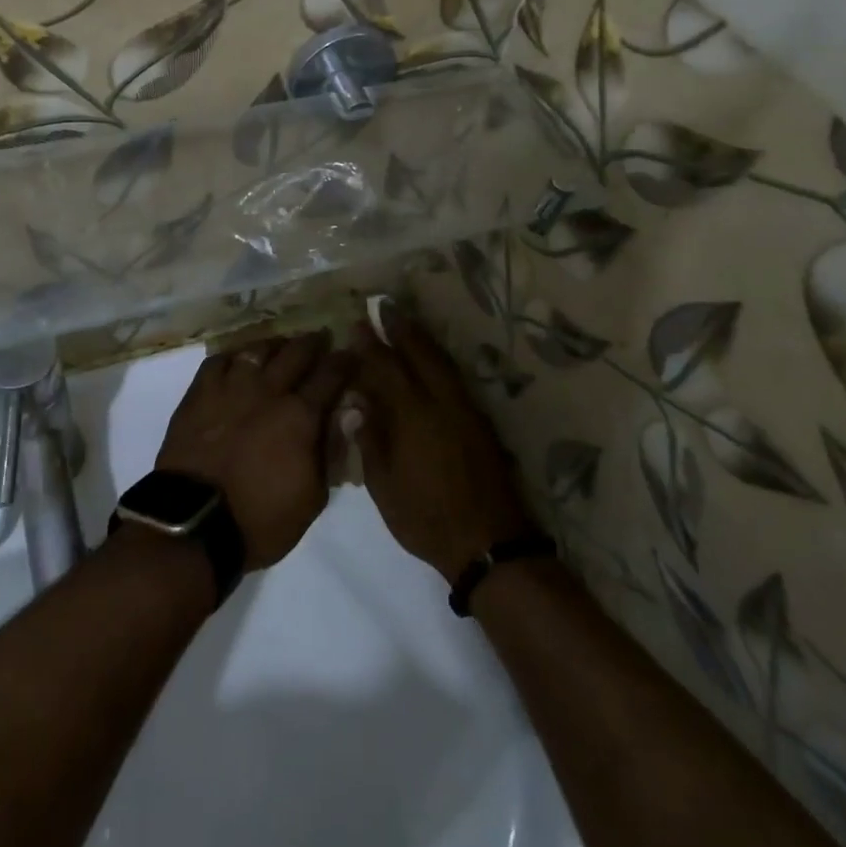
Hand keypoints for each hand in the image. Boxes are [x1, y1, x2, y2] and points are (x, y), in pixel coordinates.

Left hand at [157, 331, 351, 570]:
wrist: (194, 523)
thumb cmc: (260, 519)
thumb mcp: (312, 498)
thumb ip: (331, 452)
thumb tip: (347, 415)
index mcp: (301, 416)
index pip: (330, 376)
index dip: (344, 362)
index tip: (351, 353)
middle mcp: (268, 391)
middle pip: (296, 353)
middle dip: (313, 342)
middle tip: (321, 337)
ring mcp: (231, 388)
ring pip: (257, 349)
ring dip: (274, 344)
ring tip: (281, 344)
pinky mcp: (199, 393)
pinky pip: (218, 360)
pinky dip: (233, 355)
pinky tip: (238, 358)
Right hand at [350, 305, 535, 584]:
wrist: (488, 542)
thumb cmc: (425, 517)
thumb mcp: (384, 485)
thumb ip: (370, 439)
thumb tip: (358, 404)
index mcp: (412, 415)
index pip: (386, 368)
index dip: (370, 345)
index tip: (357, 323)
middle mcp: (440, 402)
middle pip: (419, 353)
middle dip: (400, 327)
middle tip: (384, 304)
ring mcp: (464, 409)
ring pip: (441, 361)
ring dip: (421, 338)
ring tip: (405, 321)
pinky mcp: (480, 421)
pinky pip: (454, 376)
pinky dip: (438, 359)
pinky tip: (431, 358)